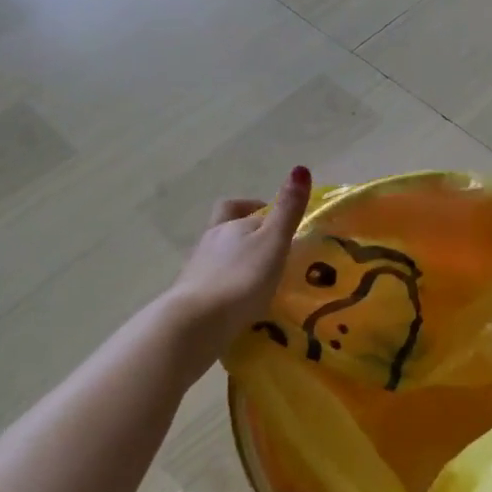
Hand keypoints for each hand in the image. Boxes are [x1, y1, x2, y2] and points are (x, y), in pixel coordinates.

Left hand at [166, 166, 312, 364]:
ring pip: (219, 255)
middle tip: (269, 248)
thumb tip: (300, 168)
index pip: (248, 209)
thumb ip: (287, 210)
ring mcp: (197, 268)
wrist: (196, 323)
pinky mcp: (190, 296)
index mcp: (230, 224)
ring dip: (237, 261)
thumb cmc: (241, 279)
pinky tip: (240, 304)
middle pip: (226, 226)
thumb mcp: (273, 242)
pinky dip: (227, 286)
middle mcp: (211, 240)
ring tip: (260, 280)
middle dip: (245, 231)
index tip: (284, 226)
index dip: (266, 212)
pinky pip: (213, 283)